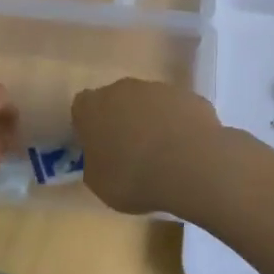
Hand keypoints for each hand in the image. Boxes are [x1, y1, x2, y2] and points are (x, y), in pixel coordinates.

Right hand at [72, 79, 224, 214]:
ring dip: (151, 122)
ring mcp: (159, 89)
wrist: (191, 168)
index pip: (82, 109)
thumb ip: (95, 164)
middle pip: (116, 101)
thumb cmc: (134, 178)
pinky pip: (177, 111)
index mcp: (92, 107)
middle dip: (120, 121)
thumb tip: (101, 159)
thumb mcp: (99, 184)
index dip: (89, 128)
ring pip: (149, 103)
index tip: (98, 148)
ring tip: (162, 155)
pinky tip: (186, 151)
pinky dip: (178, 126)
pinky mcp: (190, 97)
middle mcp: (123, 89)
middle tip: (129, 152)